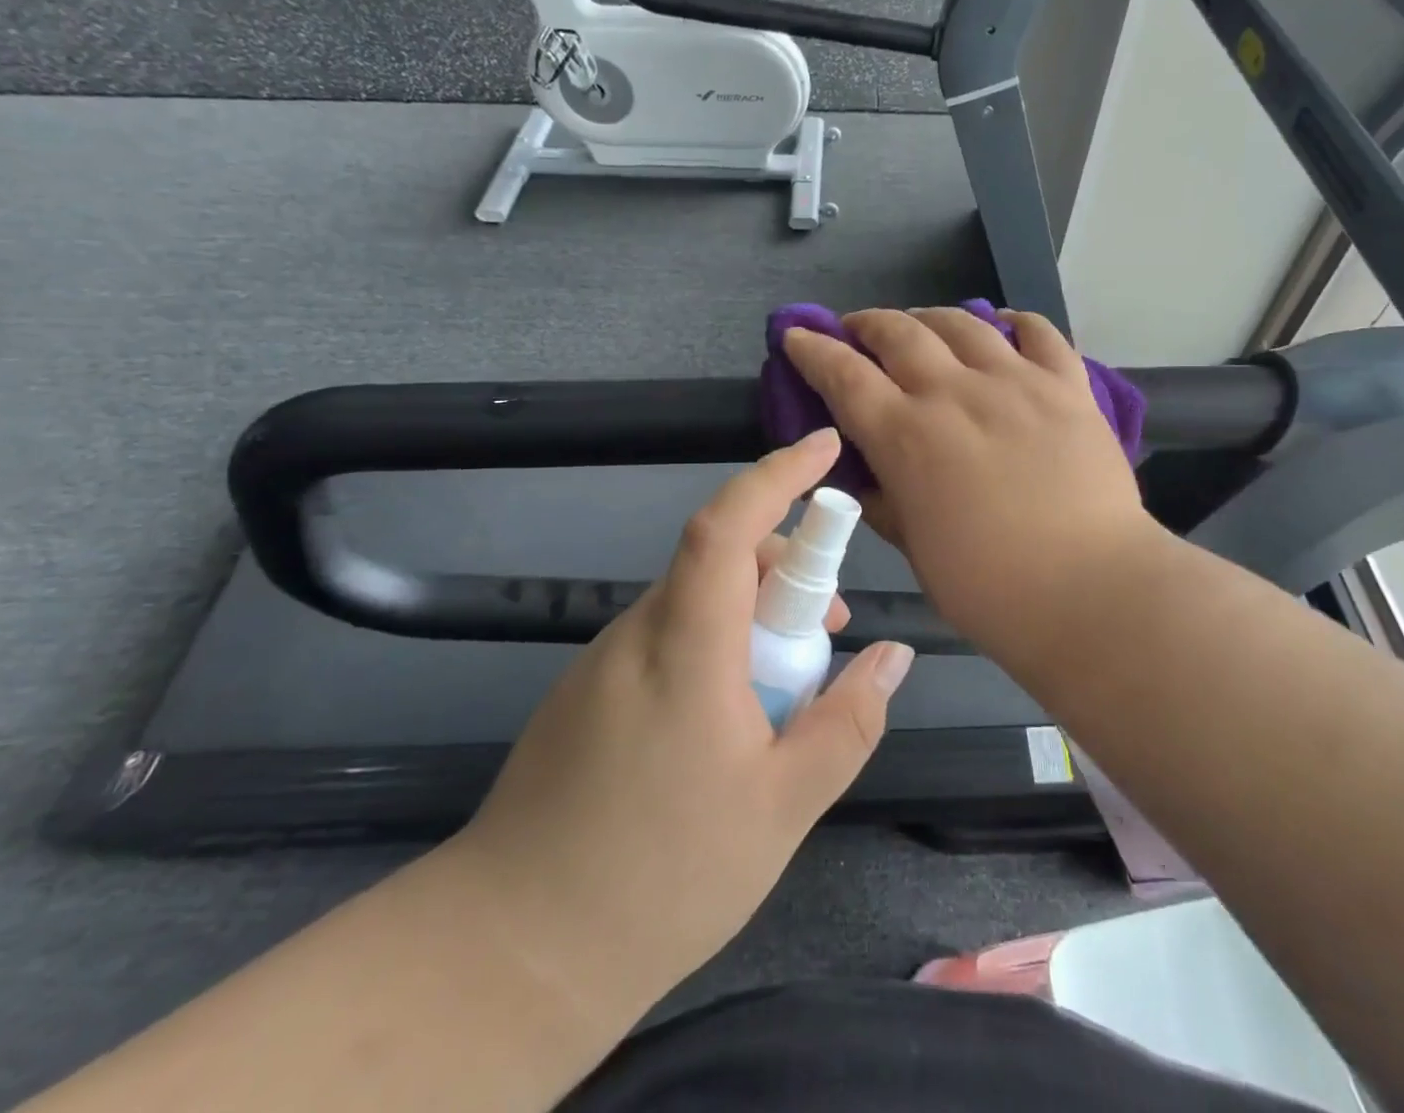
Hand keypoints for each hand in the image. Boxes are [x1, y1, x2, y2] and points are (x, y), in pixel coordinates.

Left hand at [441, 429, 914, 1024]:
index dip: (777, 475)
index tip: (824, 447)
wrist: (510, 954)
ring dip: (754, 614)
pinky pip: (669, 636)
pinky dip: (717, 644)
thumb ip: (847, 721)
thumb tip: (893, 655)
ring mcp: (605, 660)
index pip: (727, 526)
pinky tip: (732, 720)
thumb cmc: (661, 878)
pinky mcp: (588, 690)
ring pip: (696, 601)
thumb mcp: (783, 807)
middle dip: (787, 568)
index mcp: (686, 646)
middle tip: (833, 629)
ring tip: (790, 688)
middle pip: (719, 559)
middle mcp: (639, 633)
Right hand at [783, 308, 1160, 648]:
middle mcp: (954, 393)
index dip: (813, 350)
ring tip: (921, 325)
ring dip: (929, 317)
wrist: (1092, 591)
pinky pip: (1039, 332)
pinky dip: (1014, 321)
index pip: (844, 375)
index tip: (797, 335)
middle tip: (858, 330)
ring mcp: (1015, 382)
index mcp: (906, 437)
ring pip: (962, 322)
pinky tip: (1002, 326)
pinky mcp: (1067, 386)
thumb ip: (884, 502)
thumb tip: (866, 475)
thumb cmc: (990, 588)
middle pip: (899, 333)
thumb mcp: (915, 550)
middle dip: (867, 324)